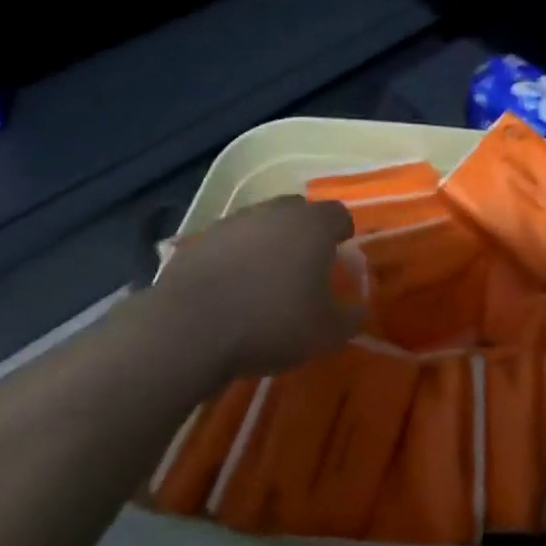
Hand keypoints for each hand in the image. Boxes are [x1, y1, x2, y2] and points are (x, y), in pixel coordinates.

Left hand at [151, 196, 363, 378]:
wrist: (188, 330)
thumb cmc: (271, 324)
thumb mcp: (326, 334)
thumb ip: (350, 318)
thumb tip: (357, 308)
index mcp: (312, 225)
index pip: (339, 214)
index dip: (342, 234)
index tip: (340, 257)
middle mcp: (274, 212)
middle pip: (298, 211)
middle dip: (305, 233)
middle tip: (305, 266)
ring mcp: (233, 223)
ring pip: (261, 224)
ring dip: (268, 243)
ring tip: (265, 279)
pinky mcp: (198, 240)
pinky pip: (229, 243)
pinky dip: (236, 258)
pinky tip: (232, 288)